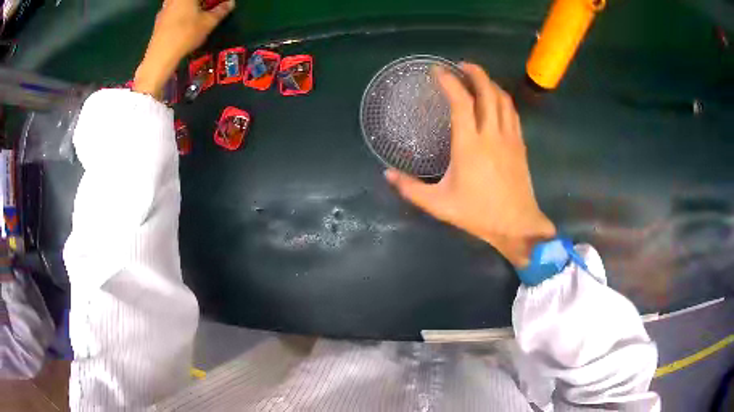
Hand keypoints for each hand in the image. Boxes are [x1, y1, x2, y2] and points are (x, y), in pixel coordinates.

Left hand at [134, 0, 234, 98]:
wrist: (160, 56)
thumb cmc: (186, 34)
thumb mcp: (208, 23)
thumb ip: (221, 11)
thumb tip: (230, 3)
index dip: (213, 1)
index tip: (220, 4)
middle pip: (190, 0)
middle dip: (202, 4)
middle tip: (210, 8)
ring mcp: (164, 9)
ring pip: (180, 4)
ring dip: (191, 8)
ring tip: (199, 15)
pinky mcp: (158, 20)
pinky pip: (173, 11)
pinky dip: (181, 13)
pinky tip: (185, 23)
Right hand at [385, 63, 555, 267]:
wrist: (517, 224)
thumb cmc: (478, 214)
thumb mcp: (439, 204)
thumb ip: (410, 188)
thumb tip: (387, 173)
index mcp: (469, 145)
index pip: (461, 101)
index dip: (449, 81)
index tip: (437, 70)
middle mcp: (491, 134)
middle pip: (487, 91)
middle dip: (474, 72)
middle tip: (460, 65)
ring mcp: (509, 137)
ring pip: (502, 99)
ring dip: (490, 83)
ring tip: (477, 78)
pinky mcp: (520, 144)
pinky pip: (512, 112)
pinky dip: (502, 99)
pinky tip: (496, 100)